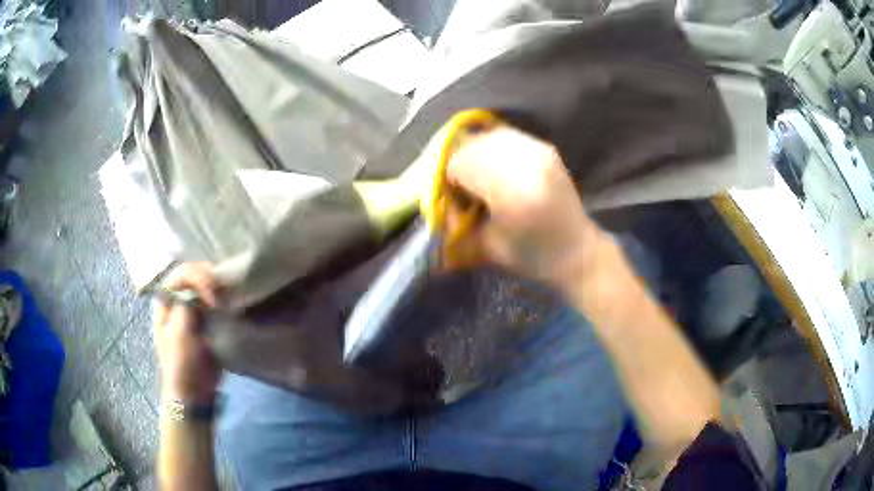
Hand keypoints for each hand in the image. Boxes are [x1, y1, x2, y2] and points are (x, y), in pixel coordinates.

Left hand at [153, 262, 220, 404]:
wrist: (193, 392)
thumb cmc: (181, 363)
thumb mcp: (179, 334)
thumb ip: (186, 306)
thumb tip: (200, 288)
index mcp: (165, 301)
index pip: (182, 274)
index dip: (198, 277)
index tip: (213, 296)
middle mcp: (177, 300)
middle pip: (193, 275)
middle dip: (210, 278)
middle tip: (225, 292)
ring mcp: (192, 310)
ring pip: (205, 287)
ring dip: (218, 287)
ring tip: (231, 296)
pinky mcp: (206, 321)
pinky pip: (215, 301)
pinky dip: (224, 298)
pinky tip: (232, 303)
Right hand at [446, 126, 603, 293]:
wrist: (578, 252)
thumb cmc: (533, 257)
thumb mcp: (487, 247)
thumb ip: (456, 222)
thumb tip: (436, 202)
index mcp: (511, 190)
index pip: (459, 163)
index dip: (446, 179)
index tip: (450, 198)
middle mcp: (526, 161)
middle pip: (473, 144)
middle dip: (459, 163)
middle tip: (462, 187)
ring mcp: (539, 150)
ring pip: (490, 136)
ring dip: (477, 153)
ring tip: (480, 177)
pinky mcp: (545, 148)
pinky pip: (508, 137)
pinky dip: (494, 148)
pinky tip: (497, 168)